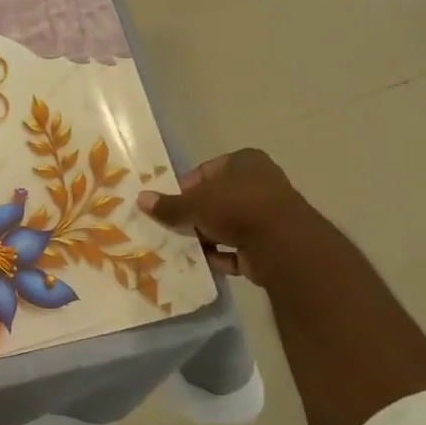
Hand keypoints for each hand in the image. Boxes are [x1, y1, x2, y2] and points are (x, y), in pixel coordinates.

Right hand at [139, 149, 311, 281]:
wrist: (284, 246)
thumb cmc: (237, 208)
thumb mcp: (194, 204)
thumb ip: (168, 205)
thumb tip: (140, 199)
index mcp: (244, 161)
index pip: (205, 171)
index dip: (185, 188)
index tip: (170, 206)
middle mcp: (260, 183)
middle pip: (217, 199)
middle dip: (196, 215)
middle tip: (174, 228)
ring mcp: (269, 214)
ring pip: (228, 224)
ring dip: (208, 236)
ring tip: (185, 248)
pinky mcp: (273, 242)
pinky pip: (240, 248)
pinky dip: (223, 255)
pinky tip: (205, 263)